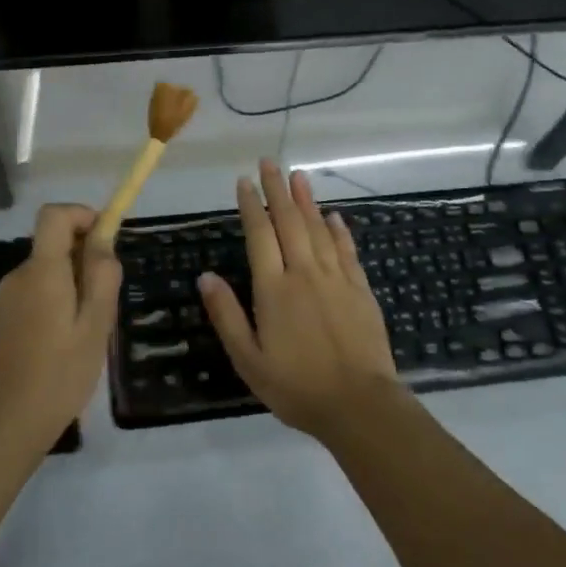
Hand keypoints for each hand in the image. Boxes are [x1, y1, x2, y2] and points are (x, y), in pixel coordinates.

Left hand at [0, 204, 122, 459]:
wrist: (7, 425)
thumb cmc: (60, 374)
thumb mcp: (96, 324)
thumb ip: (102, 275)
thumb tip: (103, 238)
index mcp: (41, 272)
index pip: (53, 214)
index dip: (82, 215)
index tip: (106, 240)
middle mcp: (19, 276)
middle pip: (54, 243)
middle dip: (85, 258)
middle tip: (106, 300)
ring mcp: (6, 298)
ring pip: (48, 270)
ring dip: (73, 283)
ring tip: (89, 328)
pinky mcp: (3, 319)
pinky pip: (36, 291)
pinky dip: (57, 300)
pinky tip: (67, 341)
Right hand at [197, 160, 403, 441]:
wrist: (359, 404)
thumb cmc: (296, 386)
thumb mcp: (248, 360)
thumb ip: (226, 315)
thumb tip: (205, 276)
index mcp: (274, 289)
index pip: (260, 235)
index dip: (251, 205)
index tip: (244, 181)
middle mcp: (304, 273)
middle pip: (289, 221)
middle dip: (277, 189)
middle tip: (269, 162)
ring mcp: (336, 278)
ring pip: (318, 229)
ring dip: (306, 200)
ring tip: (298, 175)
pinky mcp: (360, 289)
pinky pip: (346, 250)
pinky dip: (338, 230)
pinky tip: (333, 217)